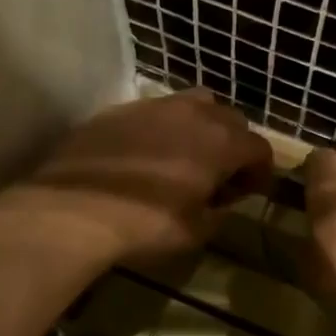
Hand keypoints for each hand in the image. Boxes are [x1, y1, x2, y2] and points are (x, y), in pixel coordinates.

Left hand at [11, 89, 273, 265]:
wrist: (75, 208)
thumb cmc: (146, 224)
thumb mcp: (195, 231)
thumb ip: (217, 213)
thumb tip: (218, 203)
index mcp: (221, 143)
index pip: (259, 148)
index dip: (260, 172)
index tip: (248, 192)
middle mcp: (193, 114)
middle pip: (230, 119)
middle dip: (233, 145)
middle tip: (219, 176)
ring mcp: (153, 106)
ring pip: (193, 104)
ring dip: (199, 128)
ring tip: (185, 156)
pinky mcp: (119, 110)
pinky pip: (154, 112)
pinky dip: (162, 129)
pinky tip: (145, 155)